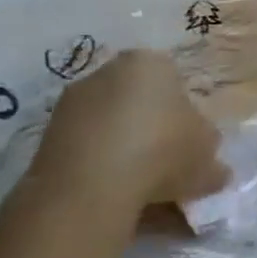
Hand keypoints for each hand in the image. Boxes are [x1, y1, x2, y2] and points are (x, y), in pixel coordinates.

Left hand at [30, 50, 227, 211]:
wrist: (90, 188)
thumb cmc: (163, 152)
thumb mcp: (208, 152)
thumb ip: (210, 150)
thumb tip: (211, 164)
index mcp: (150, 63)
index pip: (175, 80)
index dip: (187, 113)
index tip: (191, 141)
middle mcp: (106, 72)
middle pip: (140, 100)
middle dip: (153, 128)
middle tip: (170, 162)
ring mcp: (70, 104)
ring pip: (112, 126)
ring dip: (127, 149)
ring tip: (144, 187)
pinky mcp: (45, 137)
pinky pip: (87, 148)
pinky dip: (102, 166)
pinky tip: (117, 194)